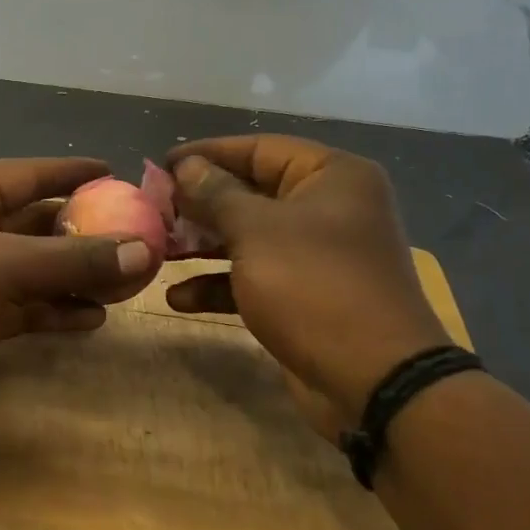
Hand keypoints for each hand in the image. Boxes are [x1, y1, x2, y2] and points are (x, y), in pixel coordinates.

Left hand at [0, 157, 151, 451]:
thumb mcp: (6, 269)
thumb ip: (75, 259)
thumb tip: (144, 251)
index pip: (26, 174)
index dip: (70, 172)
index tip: (113, 170)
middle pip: (33, 222)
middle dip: (81, 231)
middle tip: (132, 232)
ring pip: (32, 268)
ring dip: (74, 275)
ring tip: (124, 279)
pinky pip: (24, 305)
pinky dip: (55, 309)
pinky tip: (93, 318)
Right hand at [165, 136, 453, 440]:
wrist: (374, 380)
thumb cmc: (314, 286)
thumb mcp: (256, 232)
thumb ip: (216, 194)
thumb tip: (186, 166)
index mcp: (332, 176)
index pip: (260, 149)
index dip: (207, 154)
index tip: (162, 165)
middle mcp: (329, 208)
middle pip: (252, 193)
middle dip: (201, 204)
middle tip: (154, 210)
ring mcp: (319, 254)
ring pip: (250, 237)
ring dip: (204, 246)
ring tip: (160, 250)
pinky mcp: (307, 295)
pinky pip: (257, 276)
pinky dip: (221, 284)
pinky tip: (179, 298)